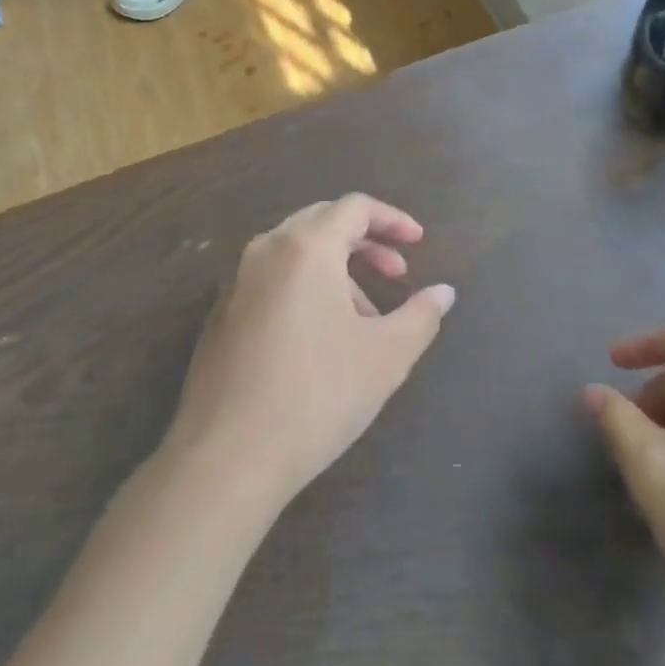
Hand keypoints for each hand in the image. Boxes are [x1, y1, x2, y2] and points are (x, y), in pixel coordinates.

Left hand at [164, 195, 454, 506]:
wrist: (226, 458)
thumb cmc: (317, 395)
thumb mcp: (386, 357)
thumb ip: (421, 315)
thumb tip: (444, 292)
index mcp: (306, 247)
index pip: (354, 207)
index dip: (392, 219)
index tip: (419, 242)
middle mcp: (266, 250)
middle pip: (322, 221)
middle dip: (365, 241)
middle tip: (396, 273)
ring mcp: (236, 282)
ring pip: (295, 252)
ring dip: (336, 269)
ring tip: (365, 317)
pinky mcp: (221, 314)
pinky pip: (271, 279)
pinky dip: (305, 288)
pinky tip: (320, 338)